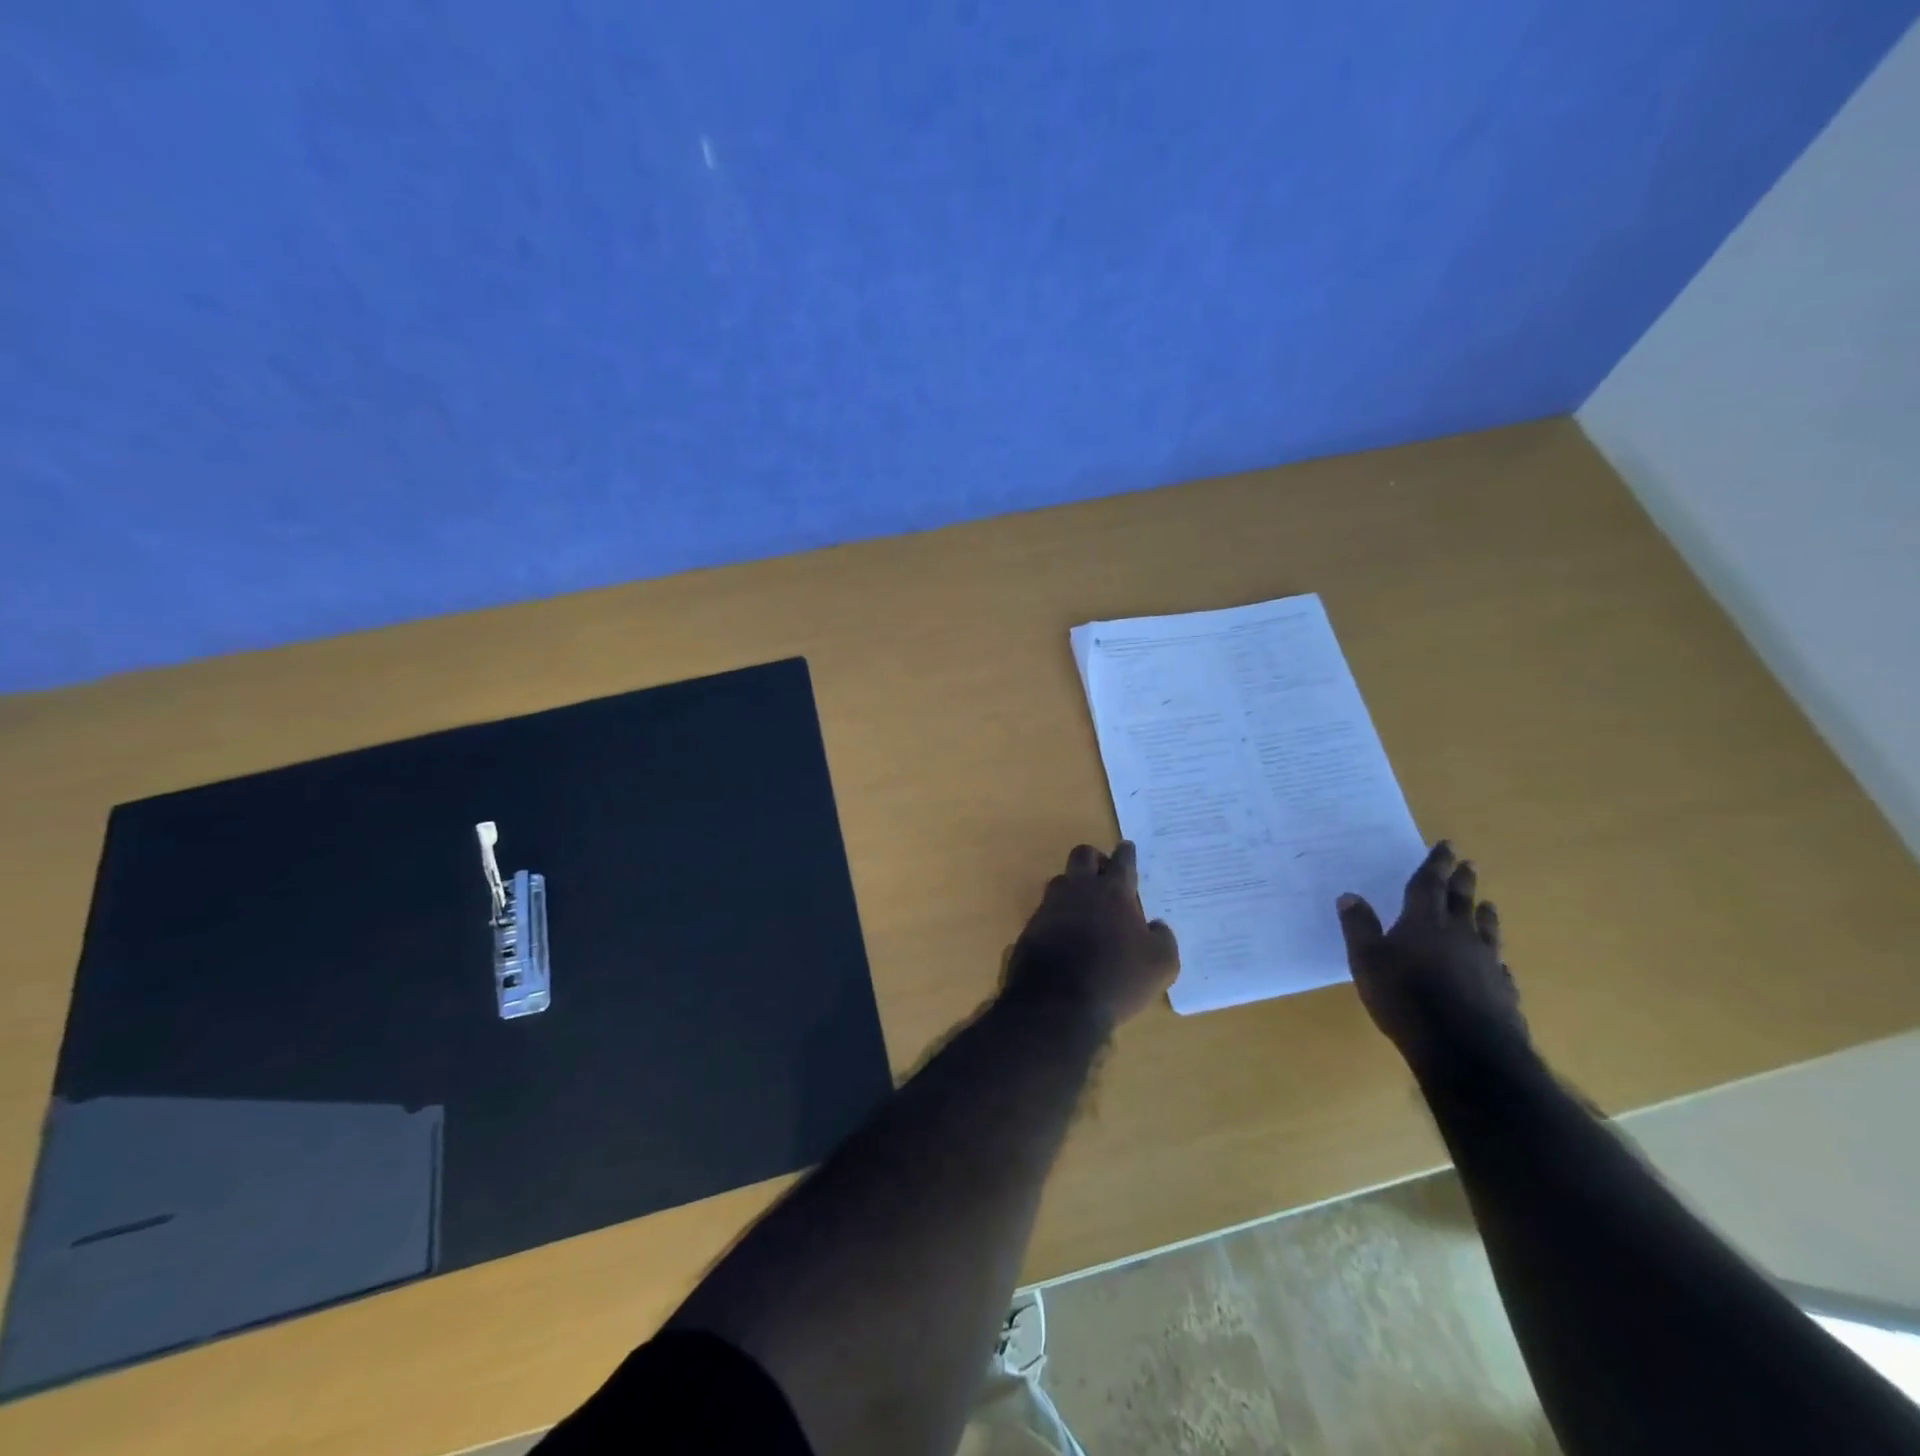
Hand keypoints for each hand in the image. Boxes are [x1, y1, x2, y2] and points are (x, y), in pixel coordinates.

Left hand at [1005, 841, 1179, 1028]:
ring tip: (1086, 905)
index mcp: (1113, 892)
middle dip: (1095, 859)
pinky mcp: (1031, 926)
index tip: (1127, 848)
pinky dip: (1059, 915)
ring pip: (1062, 880)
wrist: (1057, 1002)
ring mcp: (1050, 906)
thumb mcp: (1161, 965)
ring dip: (1074, 886)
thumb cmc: (1117, 978)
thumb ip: (1163, 938)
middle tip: (1104, 872)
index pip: (1122, 861)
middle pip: (1083, 855)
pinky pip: (1047, 910)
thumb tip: (1156, 925)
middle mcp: (1079, 890)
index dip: (1126, 853)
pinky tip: (1067, 933)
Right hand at [1336, 841, 1529, 1074]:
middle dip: (1463, 880)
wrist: (1464, 1049)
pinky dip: (1494, 957)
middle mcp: (1458, 934)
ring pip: (1486, 929)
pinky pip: (1499, 965)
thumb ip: (1359, 927)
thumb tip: (1350, 895)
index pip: (1429, 884)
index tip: (1447, 845)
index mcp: (1423, 922)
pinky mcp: (1502, 991)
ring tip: (1487, 904)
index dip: (1436, 863)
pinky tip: (1497, 962)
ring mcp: (1486, 963)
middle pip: (1462, 901)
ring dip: (1484, 914)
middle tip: (1469, 864)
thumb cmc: (1405, 998)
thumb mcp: (1366, 960)